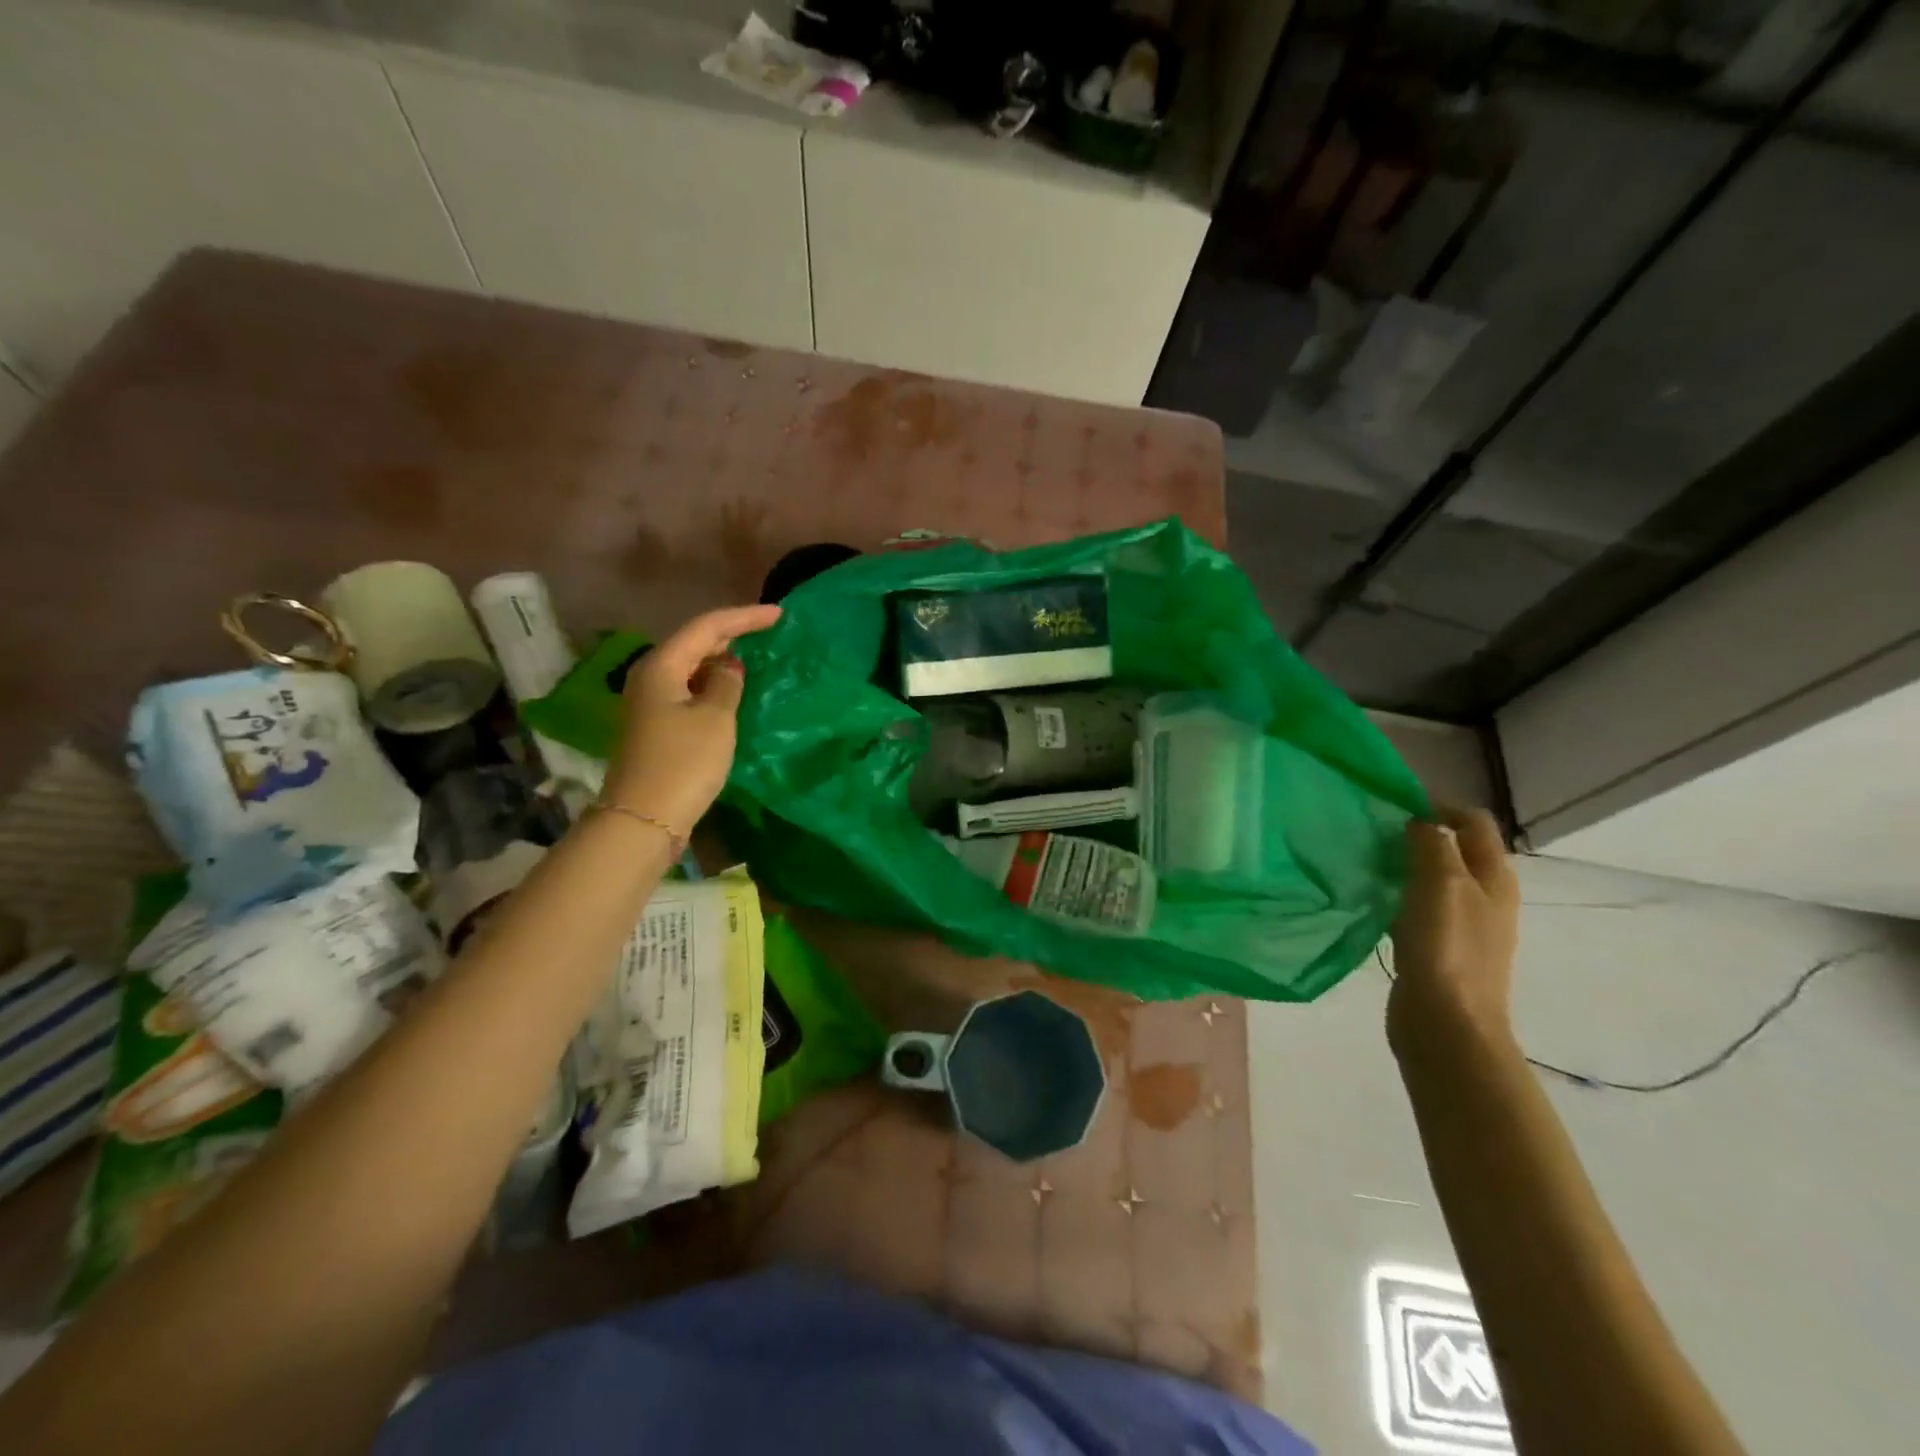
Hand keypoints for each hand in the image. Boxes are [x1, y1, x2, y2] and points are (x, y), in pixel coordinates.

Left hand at [604, 604, 781, 837]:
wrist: (645, 818)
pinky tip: (732, 692)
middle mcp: (650, 677)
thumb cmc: (684, 762)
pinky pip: (688, 692)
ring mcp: (650, 704)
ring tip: (755, 658)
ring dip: (721, 661)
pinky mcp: (656, 727)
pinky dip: (712, 686)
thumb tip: (729, 667)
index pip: (706, 627)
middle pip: (694, 644)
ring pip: (691, 669)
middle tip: (768, 632)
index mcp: (662, 666)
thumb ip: (726, 683)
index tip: (779, 614)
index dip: (743, 618)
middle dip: (731, 635)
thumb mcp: (715, 717)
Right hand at [1386, 807, 1520, 1062]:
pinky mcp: (1439, 949)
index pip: (1475, 822)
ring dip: (1406, 865)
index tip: (1396, 805)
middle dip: (1419, 834)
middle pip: (1456, 850)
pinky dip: (1399, 896)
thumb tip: (1420, 820)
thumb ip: (1431, 845)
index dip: (1440, 805)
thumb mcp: (1440, 883)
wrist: (1447, 1024)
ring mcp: (1464, 926)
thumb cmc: (1446, 947)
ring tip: (1369, 862)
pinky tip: (1374, 902)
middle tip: (1376, 833)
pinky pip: (1419, 908)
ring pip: (1435, 879)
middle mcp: (1486, 898)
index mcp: (1495, 878)